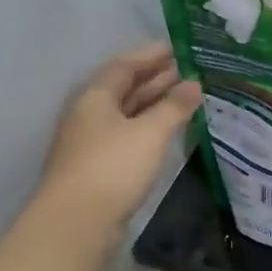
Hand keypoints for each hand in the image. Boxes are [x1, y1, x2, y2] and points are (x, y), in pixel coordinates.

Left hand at [41, 43, 201, 230]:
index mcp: (96, 96)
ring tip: (187, 97)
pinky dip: (149, 127)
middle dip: (157, 78)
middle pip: (125, 88)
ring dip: (155, 103)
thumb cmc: (113, 167)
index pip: (125, 65)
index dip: (152, 54)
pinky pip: (128, 135)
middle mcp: (90, 114)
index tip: (179, 48)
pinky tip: (168, 131)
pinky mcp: (99, 167)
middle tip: (190, 71)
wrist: (77, 223)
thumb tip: (194, 85)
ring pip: (127, 113)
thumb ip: (174, 106)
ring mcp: (92, 142)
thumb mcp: (150, 132)